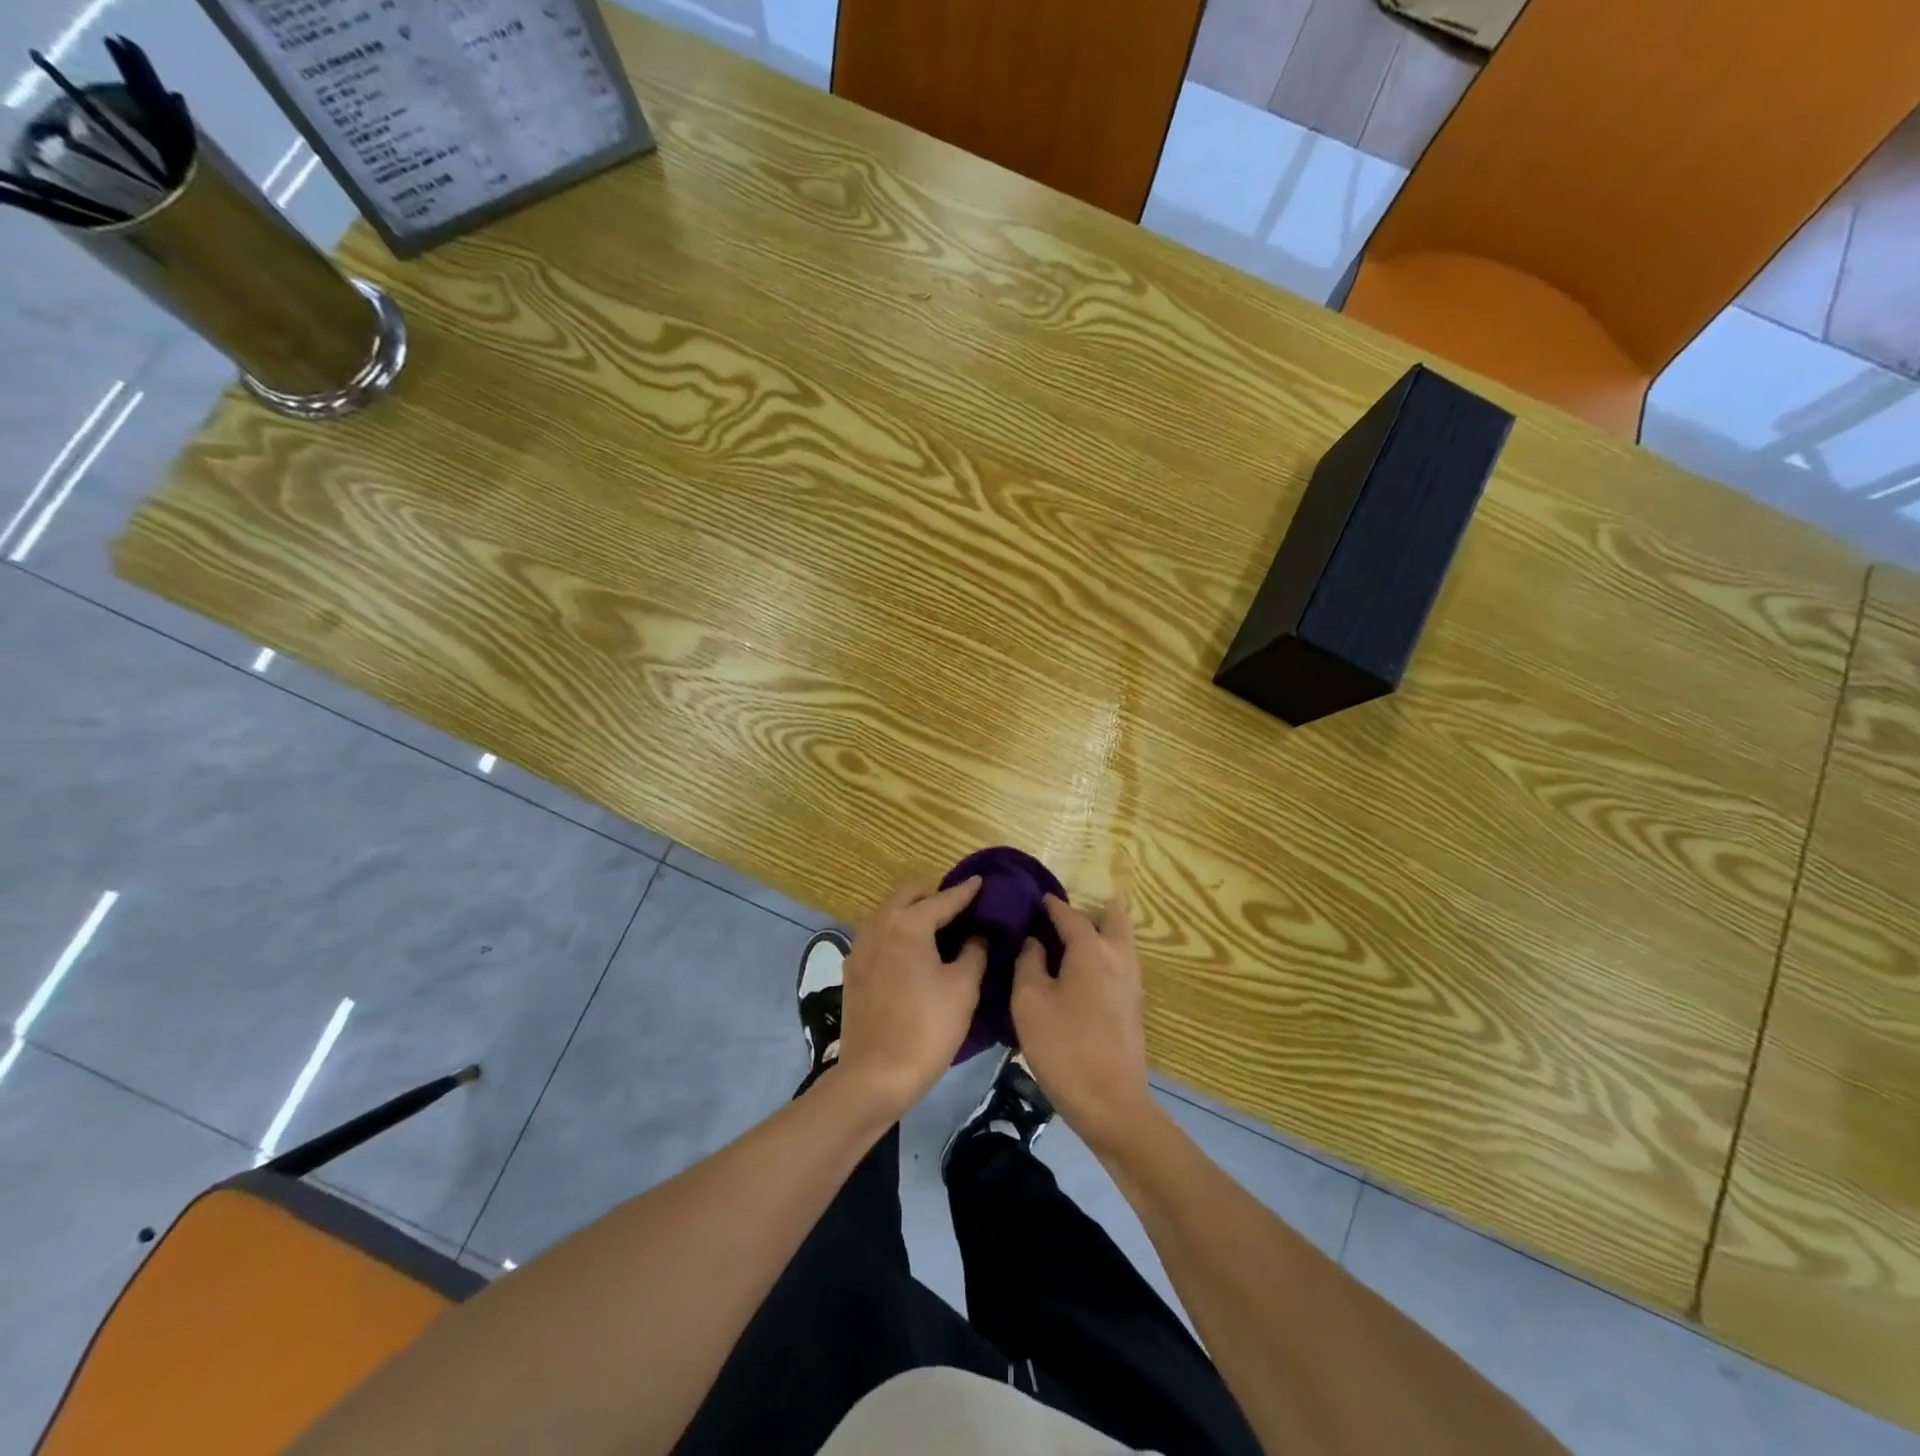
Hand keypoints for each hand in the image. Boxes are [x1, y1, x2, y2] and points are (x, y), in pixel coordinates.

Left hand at [835, 878, 986, 1119]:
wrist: (875, 1075)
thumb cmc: (927, 1028)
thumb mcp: (963, 988)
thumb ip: (974, 953)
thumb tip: (977, 937)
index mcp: (908, 924)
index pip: (943, 899)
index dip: (965, 892)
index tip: (981, 881)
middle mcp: (879, 926)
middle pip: (908, 896)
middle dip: (932, 896)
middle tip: (957, 910)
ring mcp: (860, 948)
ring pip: (888, 914)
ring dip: (911, 913)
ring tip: (936, 930)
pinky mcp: (852, 971)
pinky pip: (878, 936)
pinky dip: (896, 933)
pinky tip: (911, 954)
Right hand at [1012, 896, 1151, 1154]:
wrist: (1111, 1104)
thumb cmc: (1064, 1047)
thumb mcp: (1029, 1002)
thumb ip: (1028, 962)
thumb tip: (1034, 941)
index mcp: (1092, 949)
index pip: (1070, 914)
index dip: (1050, 905)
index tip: (1033, 899)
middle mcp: (1119, 956)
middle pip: (1113, 916)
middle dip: (1089, 910)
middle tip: (1059, 920)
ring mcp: (1132, 981)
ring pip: (1120, 940)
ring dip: (1098, 932)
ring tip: (1064, 944)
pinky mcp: (1134, 1004)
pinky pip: (1120, 962)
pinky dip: (1102, 955)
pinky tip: (1078, 973)